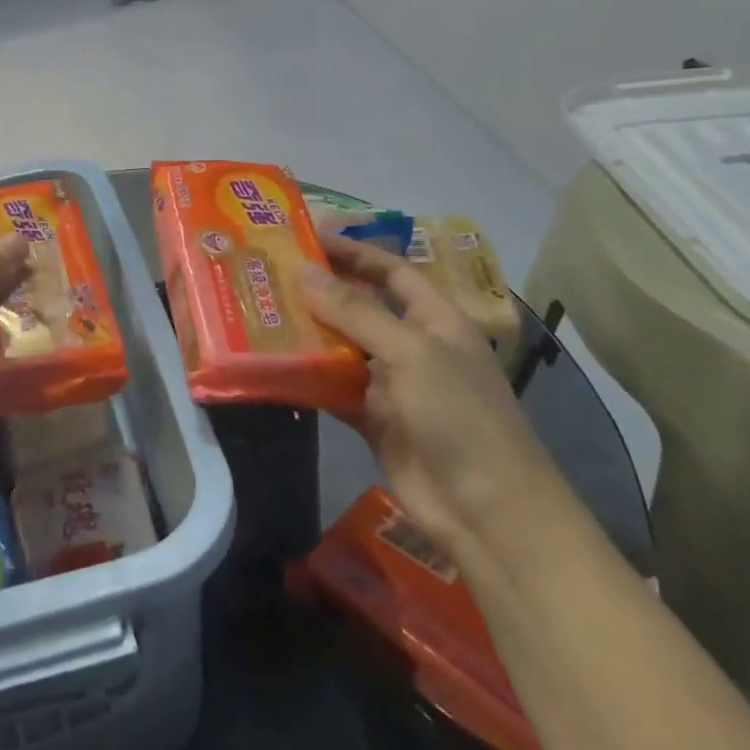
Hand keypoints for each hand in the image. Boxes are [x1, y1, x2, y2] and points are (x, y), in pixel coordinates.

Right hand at [299, 236, 558, 549]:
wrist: (488, 512)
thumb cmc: (459, 415)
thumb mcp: (410, 352)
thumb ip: (355, 311)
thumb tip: (302, 270)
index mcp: (436, 319)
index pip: (392, 272)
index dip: (355, 252)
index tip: (308, 237)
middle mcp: (413, 345)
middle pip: (362, 307)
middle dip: (322, 290)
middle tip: (271, 273)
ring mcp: (393, 385)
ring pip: (343, 348)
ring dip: (308, 333)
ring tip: (261, 312)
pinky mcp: (373, 420)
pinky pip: (334, 388)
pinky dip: (308, 377)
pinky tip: (273, 364)